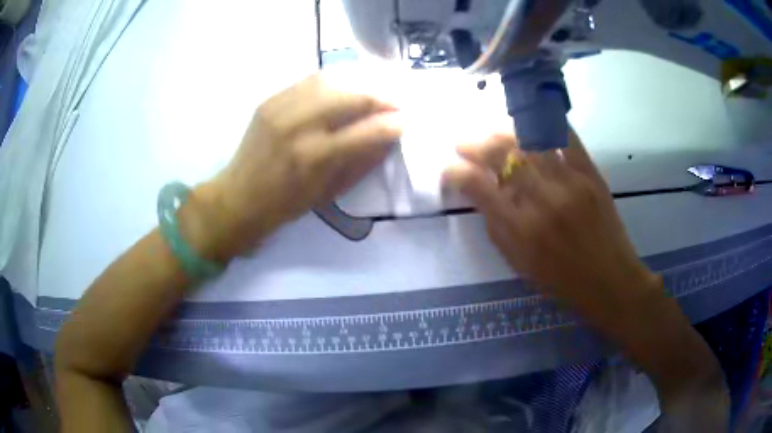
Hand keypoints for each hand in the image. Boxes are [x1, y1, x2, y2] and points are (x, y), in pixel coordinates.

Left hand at [190, 74, 401, 260]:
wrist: (238, 197)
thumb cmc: (286, 205)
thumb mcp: (329, 193)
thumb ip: (362, 161)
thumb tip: (389, 136)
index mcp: (316, 157)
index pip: (369, 130)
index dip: (394, 123)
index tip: (407, 120)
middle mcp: (300, 125)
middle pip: (353, 95)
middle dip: (383, 96)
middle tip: (396, 102)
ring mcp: (282, 108)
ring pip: (333, 80)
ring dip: (361, 83)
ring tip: (374, 91)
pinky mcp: (270, 100)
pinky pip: (311, 80)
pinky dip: (335, 81)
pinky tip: (345, 87)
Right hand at [443, 131, 658, 323]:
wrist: (610, 281)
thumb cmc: (562, 281)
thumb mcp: (520, 264)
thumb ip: (496, 227)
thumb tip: (478, 192)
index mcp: (521, 231)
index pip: (478, 186)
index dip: (456, 171)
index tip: (449, 168)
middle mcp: (542, 200)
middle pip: (501, 155)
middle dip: (474, 144)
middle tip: (464, 144)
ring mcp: (570, 182)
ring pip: (529, 139)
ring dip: (503, 131)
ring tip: (492, 132)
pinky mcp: (591, 173)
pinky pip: (566, 137)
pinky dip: (546, 123)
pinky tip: (531, 121)